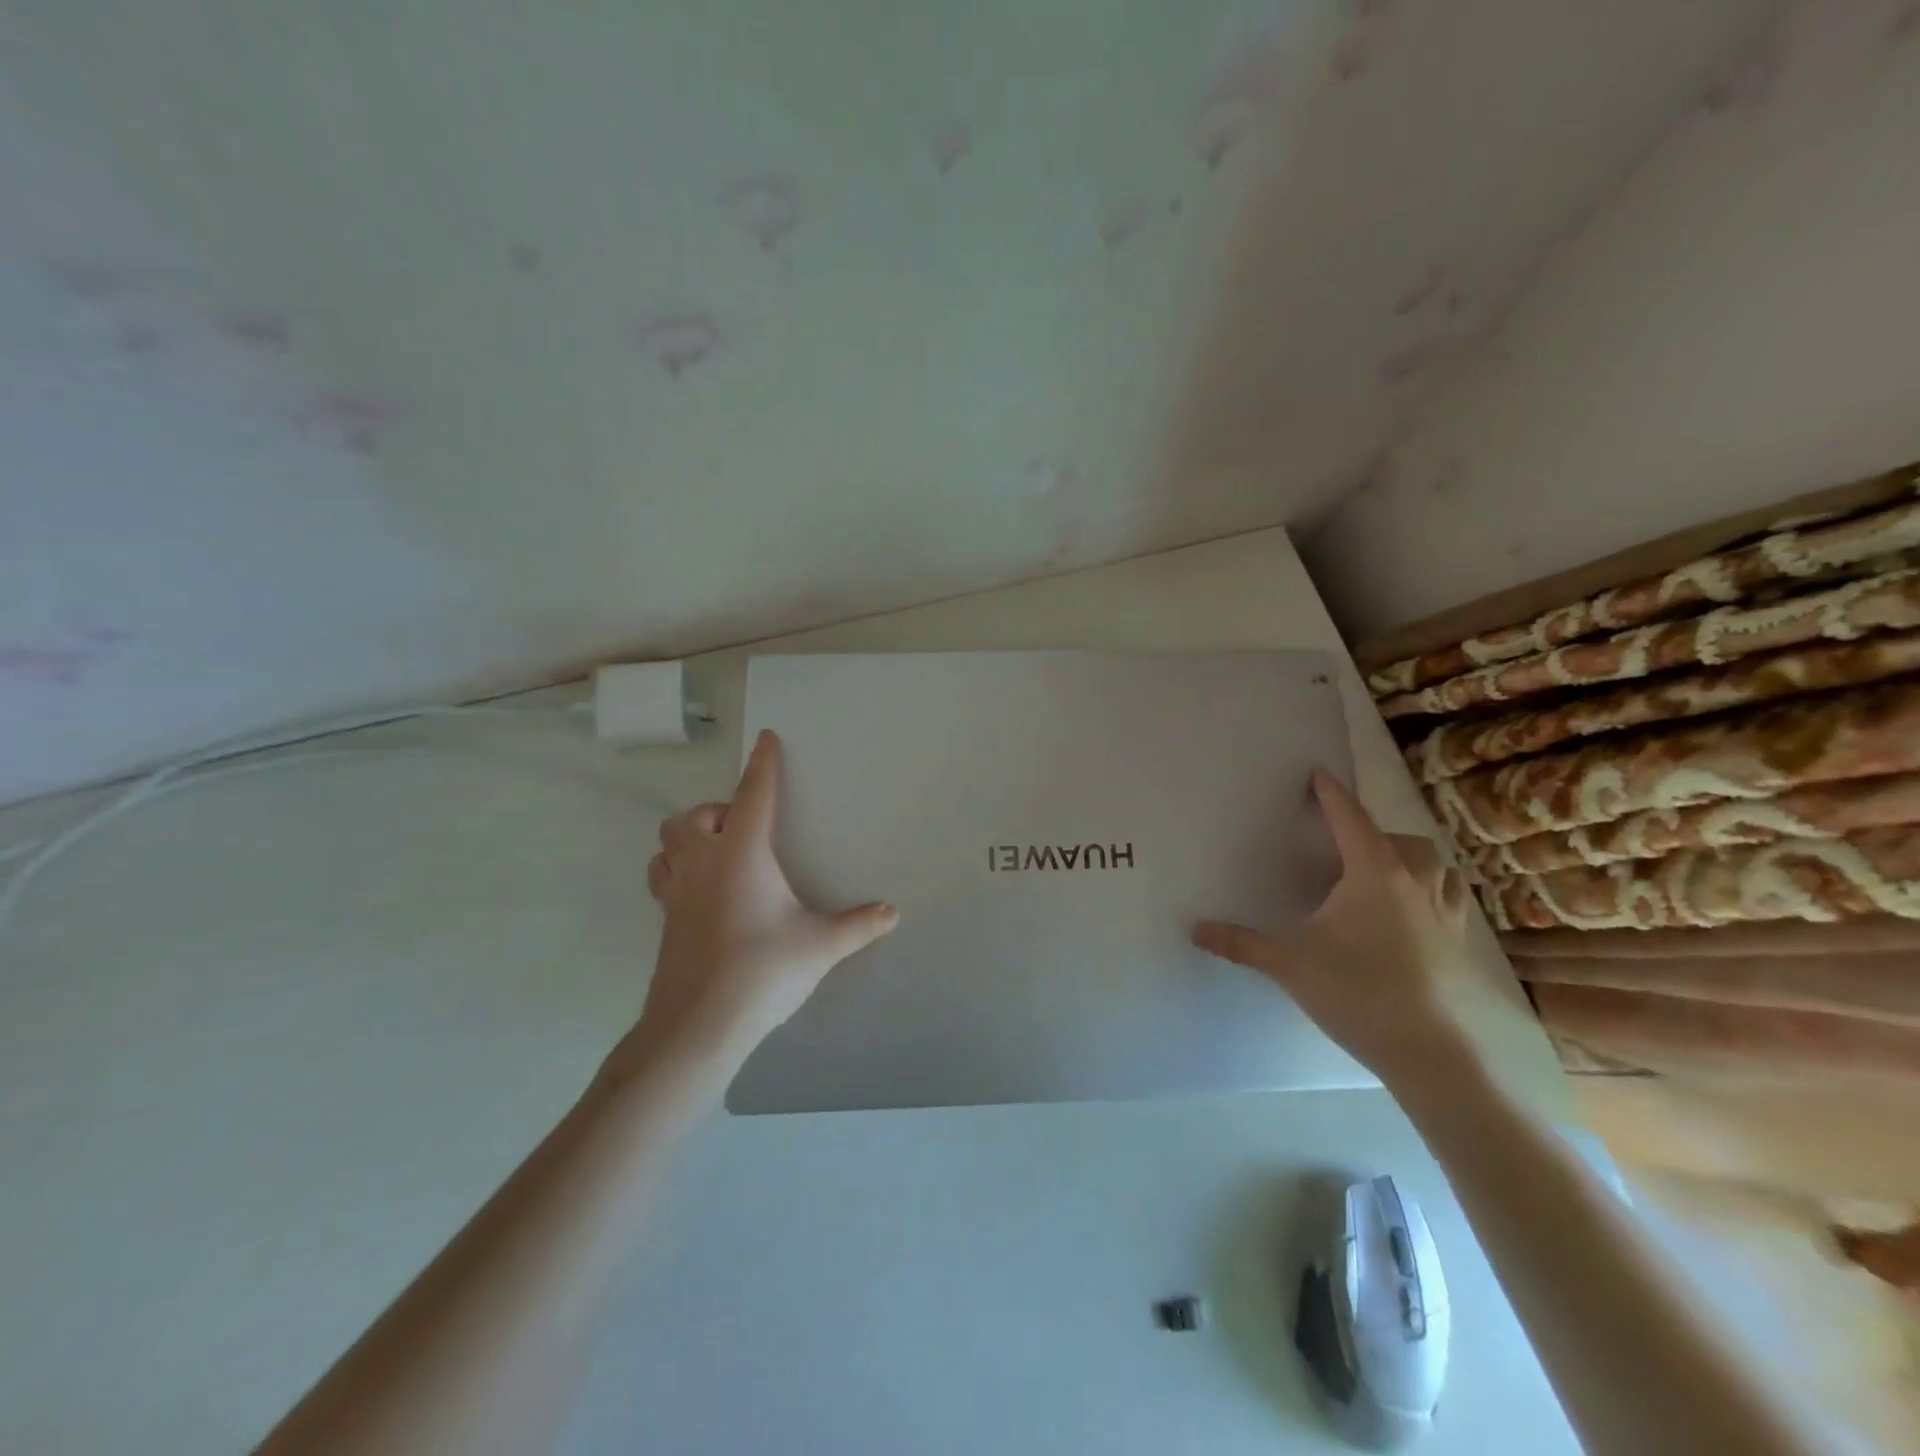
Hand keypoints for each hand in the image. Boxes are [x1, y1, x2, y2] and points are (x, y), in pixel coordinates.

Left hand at [615, 729, 898, 1088]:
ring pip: (667, 844)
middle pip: (692, 816)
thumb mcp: (820, 946)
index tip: (766, 738)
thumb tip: (892, 913)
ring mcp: (676, 893)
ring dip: (688, 838)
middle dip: (716, 811)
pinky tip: (703, 893)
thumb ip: (858, 925)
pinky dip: (678, 869)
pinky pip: (663, 877)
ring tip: (717, 854)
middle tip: (745, 830)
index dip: (763, 764)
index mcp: (742, 854)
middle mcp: (703, 863)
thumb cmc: (762, 970)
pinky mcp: (664, 921)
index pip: (753, 795)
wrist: (698, 1025)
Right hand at [1192, 771, 1478, 1090]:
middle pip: (1400, 838)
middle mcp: (1412, 881)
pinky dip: (1430, 889)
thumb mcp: (1288, 961)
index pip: (1349, 819)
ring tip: (1383, 869)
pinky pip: (1448, 897)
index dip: (1331, 794)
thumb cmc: (1355, 990)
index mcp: (1372, 872)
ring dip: (1410, 856)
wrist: (1427, 1050)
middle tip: (1343, 843)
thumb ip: (1240, 942)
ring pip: (1435, 864)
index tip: (1318, 775)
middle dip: (1373, 830)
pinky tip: (1410, 911)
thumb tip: (1194, 929)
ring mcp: (1441, 912)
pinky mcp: (1455, 942)